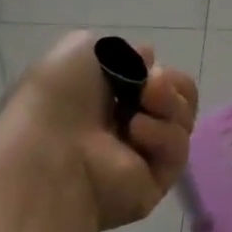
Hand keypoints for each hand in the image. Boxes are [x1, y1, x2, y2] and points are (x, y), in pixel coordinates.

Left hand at [0, 31, 198, 230]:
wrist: (48, 151)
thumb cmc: (58, 96)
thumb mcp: (81, 49)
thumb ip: (119, 49)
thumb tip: (147, 60)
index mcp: (105, 99)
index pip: (153, 80)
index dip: (156, 69)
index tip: (143, 63)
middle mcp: (124, 126)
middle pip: (177, 99)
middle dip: (170, 84)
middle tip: (151, 83)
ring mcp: (140, 156)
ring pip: (182, 121)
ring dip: (169, 103)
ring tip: (144, 102)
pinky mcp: (154, 183)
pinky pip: (177, 151)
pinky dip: (163, 134)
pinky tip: (137, 131)